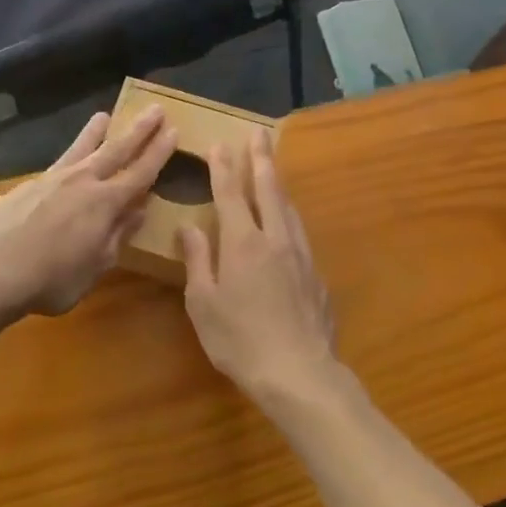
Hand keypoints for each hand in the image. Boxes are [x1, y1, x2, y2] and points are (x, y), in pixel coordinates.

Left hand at [0, 107, 175, 314]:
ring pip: (81, 148)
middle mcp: (83, 181)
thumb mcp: (96, 266)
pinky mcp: (28, 184)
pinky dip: (68, 158)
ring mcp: (53, 179)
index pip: (141, 172)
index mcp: (106, 203)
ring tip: (104, 115)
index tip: (173, 130)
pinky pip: (57, 165)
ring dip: (96, 132)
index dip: (159, 152)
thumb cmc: (52, 279)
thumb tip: (138, 210)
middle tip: (155, 108)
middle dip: (139, 129)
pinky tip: (66, 165)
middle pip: (117, 149)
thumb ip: (117, 236)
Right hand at [179, 129, 339, 407]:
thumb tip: (189, 227)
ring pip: (288, 208)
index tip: (220, 144)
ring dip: (278, 183)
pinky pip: (299, 231)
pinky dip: (289, 214)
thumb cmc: (240, 340)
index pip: (231, 194)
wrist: (300, 373)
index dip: (224, 167)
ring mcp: (300, 255)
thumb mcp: (204, 304)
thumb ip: (198, 260)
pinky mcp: (316, 274)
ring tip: (272, 168)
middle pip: (268, 189)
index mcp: (243, 243)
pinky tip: (287, 221)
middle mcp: (275, 238)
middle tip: (259, 133)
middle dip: (261, 158)